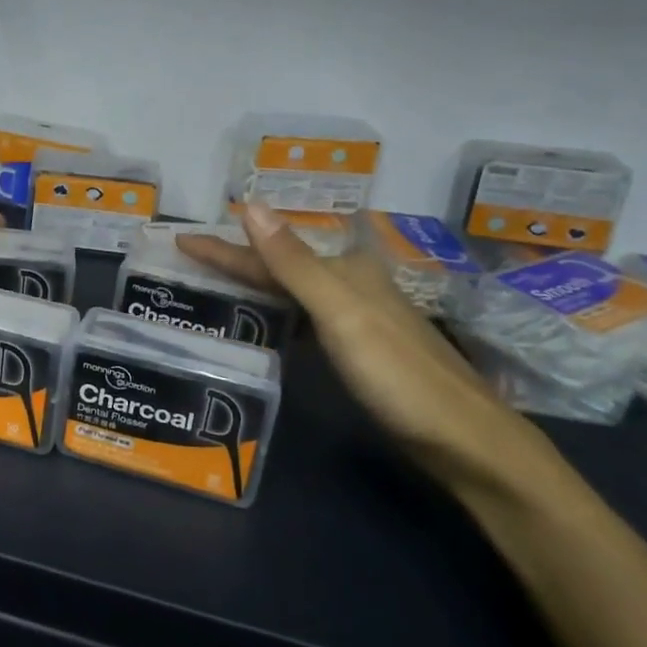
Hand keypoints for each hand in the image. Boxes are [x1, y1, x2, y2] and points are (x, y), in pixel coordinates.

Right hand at [177, 205, 561, 489]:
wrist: (466, 441)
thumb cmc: (398, 375)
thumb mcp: (340, 315)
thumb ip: (293, 262)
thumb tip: (250, 205)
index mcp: (345, 271)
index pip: (268, 252)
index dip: (223, 247)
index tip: (180, 241)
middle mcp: (351, 285)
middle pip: (280, 268)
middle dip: (235, 261)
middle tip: (189, 262)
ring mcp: (358, 319)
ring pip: (292, 292)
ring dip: (254, 285)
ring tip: (214, 286)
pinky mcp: (361, 350)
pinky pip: (304, 319)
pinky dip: (277, 315)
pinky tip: (264, 324)